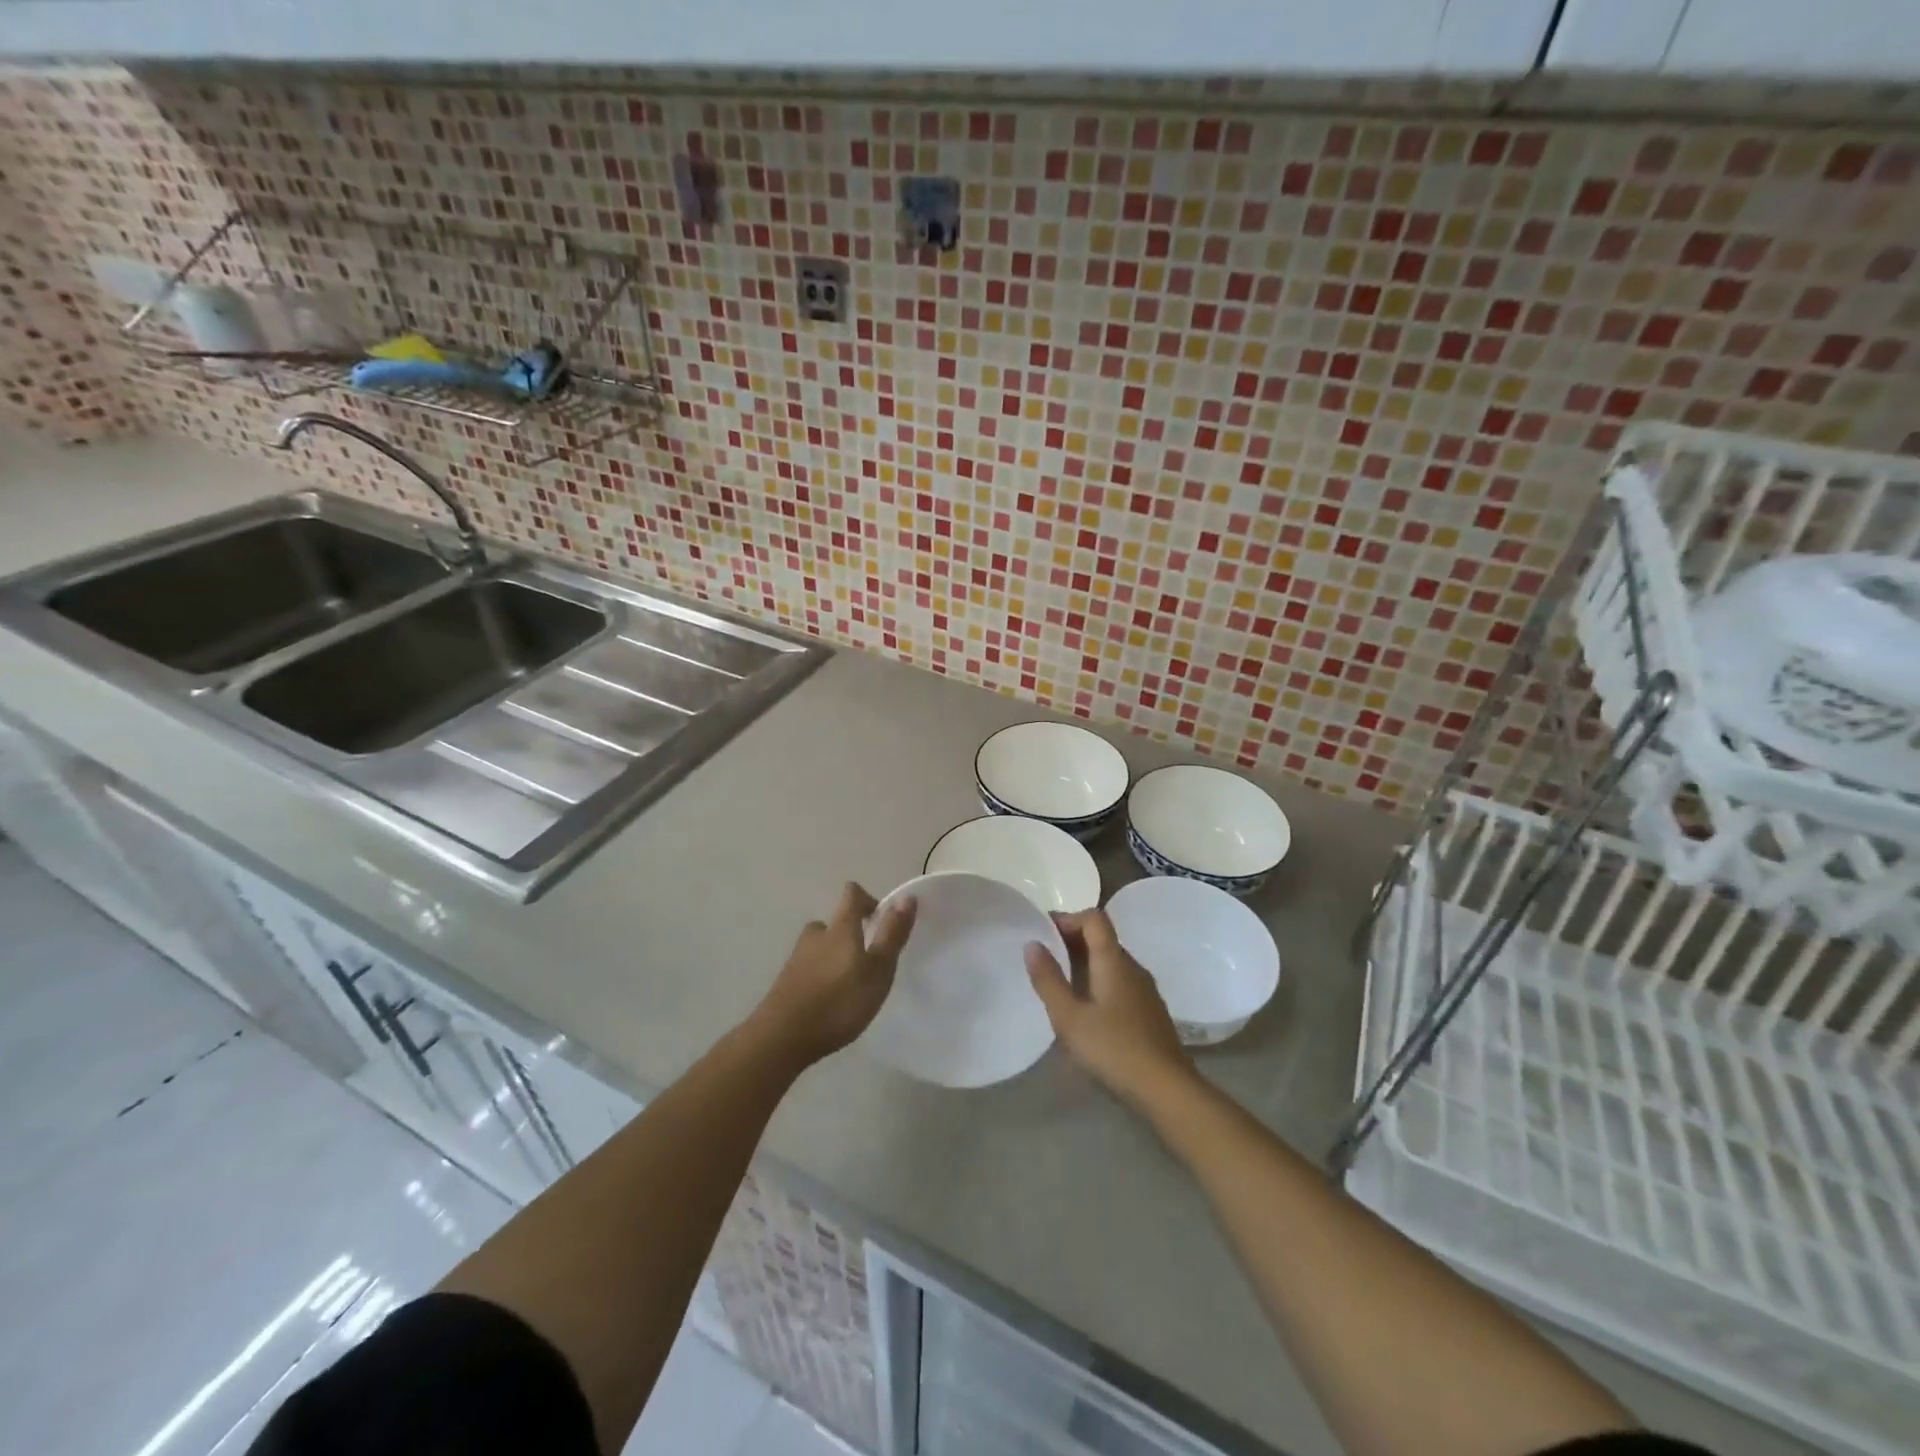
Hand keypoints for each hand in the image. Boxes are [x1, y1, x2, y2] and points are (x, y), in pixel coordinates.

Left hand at [749, 883, 916, 1068]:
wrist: (782, 1037)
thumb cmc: (839, 1001)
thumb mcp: (878, 969)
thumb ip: (891, 934)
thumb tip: (906, 897)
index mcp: (840, 928)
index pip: (852, 895)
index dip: (868, 900)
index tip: (881, 920)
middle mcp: (815, 936)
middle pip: (833, 923)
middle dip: (850, 934)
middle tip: (866, 962)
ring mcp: (796, 959)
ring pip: (819, 947)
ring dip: (834, 956)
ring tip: (849, 984)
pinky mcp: (785, 983)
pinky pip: (808, 969)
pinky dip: (820, 976)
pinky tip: (828, 1002)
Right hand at [1025, 909, 1196, 1109]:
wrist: (1168, 1090)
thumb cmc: (1113, 1049)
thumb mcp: (1069, 1017)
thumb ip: (1048, 980)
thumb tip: (1031, 944)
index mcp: (1114, 960)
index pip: (1094, 918)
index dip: (1068, 917)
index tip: (1042, 931)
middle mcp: (1133, 967)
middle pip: (1103, 938)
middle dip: (1072, 939)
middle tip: (1043, 956)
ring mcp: (1145, 990)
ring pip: (1112, 962)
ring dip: (1085, 962)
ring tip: (1059, 982)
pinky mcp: (1150, 1012)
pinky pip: (1120, 982)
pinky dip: (1099, 981)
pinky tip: (1086, 1008)